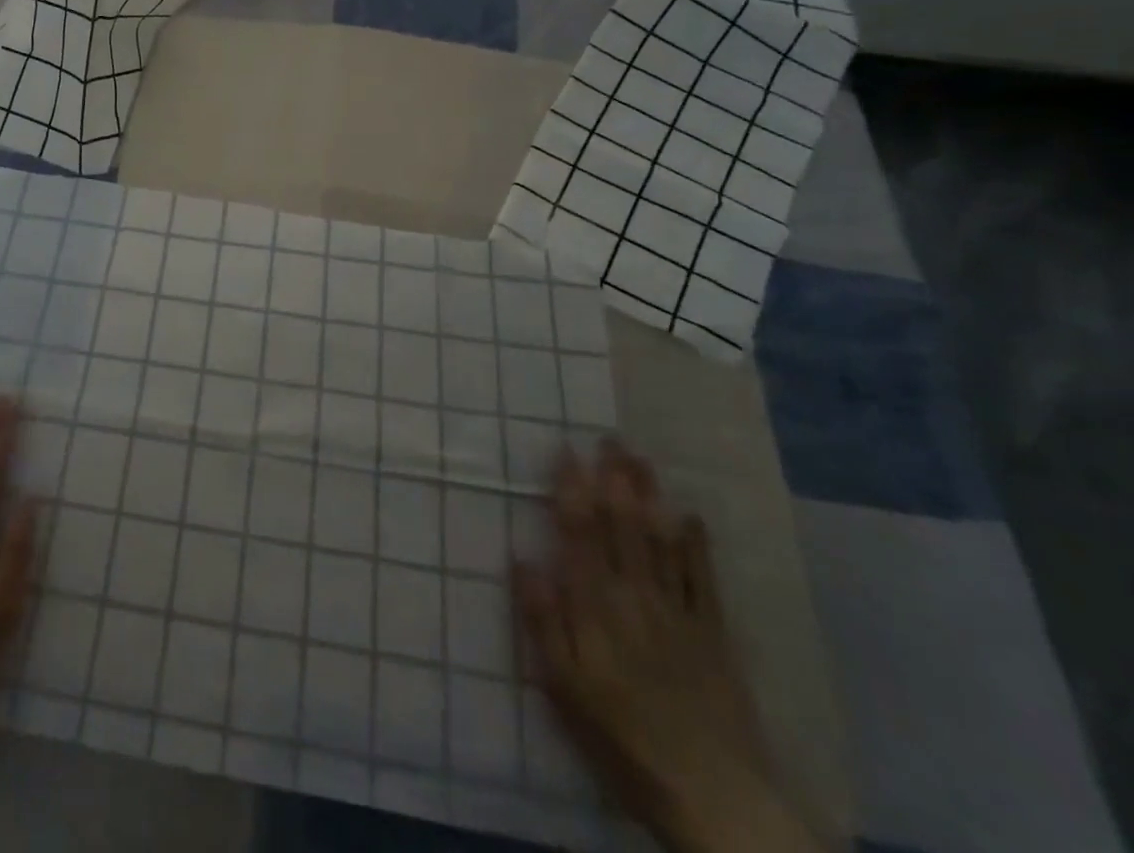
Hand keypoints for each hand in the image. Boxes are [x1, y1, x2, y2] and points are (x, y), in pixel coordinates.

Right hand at [514, 442, 827, 852]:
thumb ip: (544, 621)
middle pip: (621, 527)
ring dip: (649, 498)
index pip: (578, 534)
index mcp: (595, 607)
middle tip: (609, 438)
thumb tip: (522, 559)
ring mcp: (678, 613)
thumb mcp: (563, 688)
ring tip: (640, 460)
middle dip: (613, 480)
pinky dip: (696, 545)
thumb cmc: (622, 739)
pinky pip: (704, 580)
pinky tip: (690, 515)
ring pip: (659, 541)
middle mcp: (635, 597)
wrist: (714, 798)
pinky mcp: (714, 635)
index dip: (571, 490)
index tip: (566, 451)